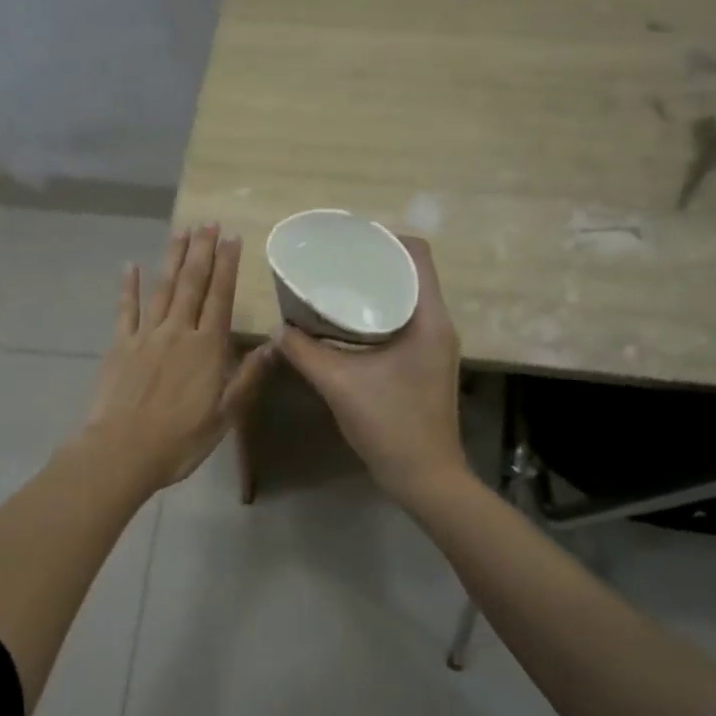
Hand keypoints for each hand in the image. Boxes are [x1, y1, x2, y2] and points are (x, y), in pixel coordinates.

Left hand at [80, 223, 275, 491]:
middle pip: (192, 284)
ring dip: (172, 258)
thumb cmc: (180, 439)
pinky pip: (125, 309)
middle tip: (208, 222)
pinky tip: (130, 265)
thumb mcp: (226, 415)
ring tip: (181, 231)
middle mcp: (178, 332)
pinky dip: (128, 286)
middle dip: (201, 251)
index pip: (221, 297)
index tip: (232, 238)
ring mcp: (146, 335)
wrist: (123, 451)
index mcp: (207, 348)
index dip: (227, 266)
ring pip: (162, 288)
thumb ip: (248, 376)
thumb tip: (273, 343)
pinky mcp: (120, 345)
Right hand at [278, 236, 468, 500]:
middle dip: (373, 261)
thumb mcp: (340, 385)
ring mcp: (433, 345)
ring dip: (374, 288)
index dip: (385, 238)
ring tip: (335, 285)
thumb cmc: (390, 425)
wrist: (425, 477)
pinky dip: (376, 313)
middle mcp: (437, 324)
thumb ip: (305, 353)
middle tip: (333, 261)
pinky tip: (344, 324)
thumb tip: (278, 330)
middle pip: (410, 272)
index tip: (349, 240)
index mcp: (429, 319)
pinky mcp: (423, 363)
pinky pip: (402, 321)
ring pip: (406, 298)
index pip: (418, 255)